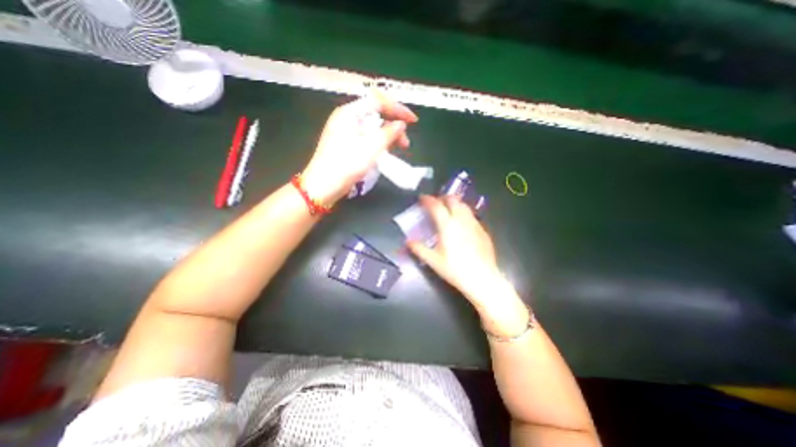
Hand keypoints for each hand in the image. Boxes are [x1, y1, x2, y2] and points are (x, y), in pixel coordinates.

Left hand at [302, 95, 418, 204]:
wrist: (323, 186)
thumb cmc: (346, 165)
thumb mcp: (371, 148)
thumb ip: (388, 133)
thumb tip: (400, 125)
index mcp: (350, 113)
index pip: (378, 101)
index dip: (398, 109)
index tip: (413, 121)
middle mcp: (346, 118)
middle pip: (376, 114)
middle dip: (394, 125)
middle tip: (405, 143)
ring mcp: (345, 131)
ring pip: (372, 127)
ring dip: (388, 136)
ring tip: (399, 149)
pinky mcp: (346, 144)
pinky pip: (366, 137)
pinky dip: (379, 142)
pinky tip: (386, 152)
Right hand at [407, 198, 506, 305]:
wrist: (482, 278)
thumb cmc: (454, 269)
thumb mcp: (433, 261)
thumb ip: (419, 249)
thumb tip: (408, 242)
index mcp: (447, 225)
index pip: (436, 206)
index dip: (428, 199)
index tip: (422, 198)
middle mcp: (462, 220)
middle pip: (453, 200)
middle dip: (443, 198)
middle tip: (436, 202)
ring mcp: (474, 224)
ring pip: (464, 206)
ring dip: (454, 203)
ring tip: (448, 209)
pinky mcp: (483, 231)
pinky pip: (472, 216)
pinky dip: (464, 213)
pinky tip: (462, 223)